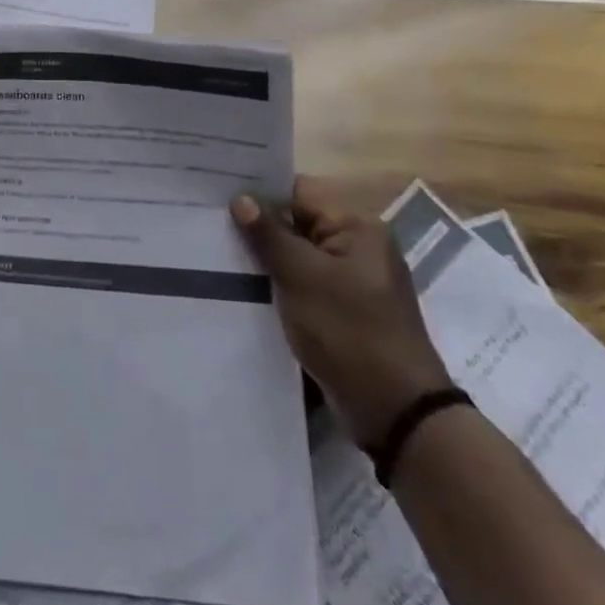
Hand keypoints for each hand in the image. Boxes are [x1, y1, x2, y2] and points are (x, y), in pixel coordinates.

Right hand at [231, 176, 451, 446]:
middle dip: (258, 228)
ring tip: (218, 256)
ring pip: (297, 256)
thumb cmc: (349, 332)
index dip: (259, 193)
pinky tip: (245, 289)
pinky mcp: (344, 311)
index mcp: (357, 227)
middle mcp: (358, 247)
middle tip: (210, 226)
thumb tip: (242, 198)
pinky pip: (304, 284)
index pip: (299, 192)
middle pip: (297, 223)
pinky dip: (279, 285)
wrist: (395, 411)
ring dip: (266, 260)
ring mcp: (352, 281)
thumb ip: (270, 235)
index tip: (217, 196)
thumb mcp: (302, 277)